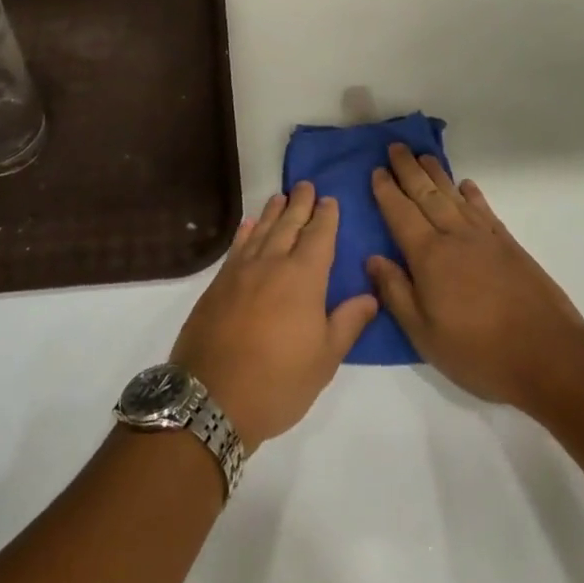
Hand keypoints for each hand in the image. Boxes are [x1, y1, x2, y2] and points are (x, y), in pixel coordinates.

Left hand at [171, 183, 378, 449]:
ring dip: (274, 212)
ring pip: (262, 231)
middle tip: (306, 185)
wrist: (212, 397)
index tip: (330, 200)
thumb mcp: (325, 359)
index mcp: (303, 278)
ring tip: (282, 196)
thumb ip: (348, 322)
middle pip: (289, 225)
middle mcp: (272, 264)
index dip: (326, 217)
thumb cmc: (279, 382)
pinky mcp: (218, 284)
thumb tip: (371, 295)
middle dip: (300, 204)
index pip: (319, 237)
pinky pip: (237, 247)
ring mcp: (241, 272)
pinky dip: (246, 232)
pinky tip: (250, 225)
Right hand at [365, 144, 583, 415]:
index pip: (401, 214)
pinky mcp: (509, 246)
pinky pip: (484, 210)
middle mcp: (455, 237)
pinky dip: (473, 195)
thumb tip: (373, 258)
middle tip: (395, 147)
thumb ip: (396, 293)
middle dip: (408, 170)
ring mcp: (485, 239)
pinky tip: (466, 185)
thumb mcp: (425, 335)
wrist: (549, 355)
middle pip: (426, 195)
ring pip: (454, 196)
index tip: (376, 170)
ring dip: (437, 174)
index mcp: (429, 257)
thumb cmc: (479, 352)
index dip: (387, 191)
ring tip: (423, 156)